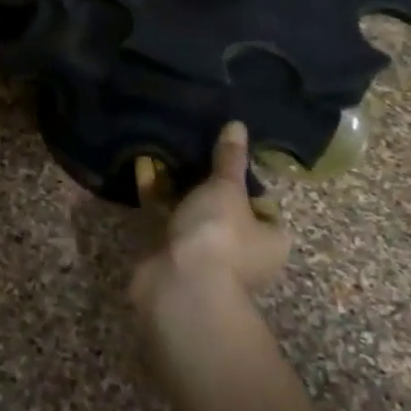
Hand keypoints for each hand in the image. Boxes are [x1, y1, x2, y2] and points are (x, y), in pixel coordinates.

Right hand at [130, 122, 289, 334]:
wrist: (180, 286)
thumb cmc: (218, 236)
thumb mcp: (227, 190)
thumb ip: (229, 158)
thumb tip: (238, 124)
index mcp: (270, 239)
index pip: (262, 203)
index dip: (243, 179)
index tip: (223, 155)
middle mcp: (242, 251)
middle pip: (223, 207)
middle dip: (203, 181)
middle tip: (188, 147)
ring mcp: (204, 255)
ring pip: (189, 212)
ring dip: (175, 187)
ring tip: (161, 150)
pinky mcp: (170, 253)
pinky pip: (163, 217)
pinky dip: (154, 196)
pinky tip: (141, 167)